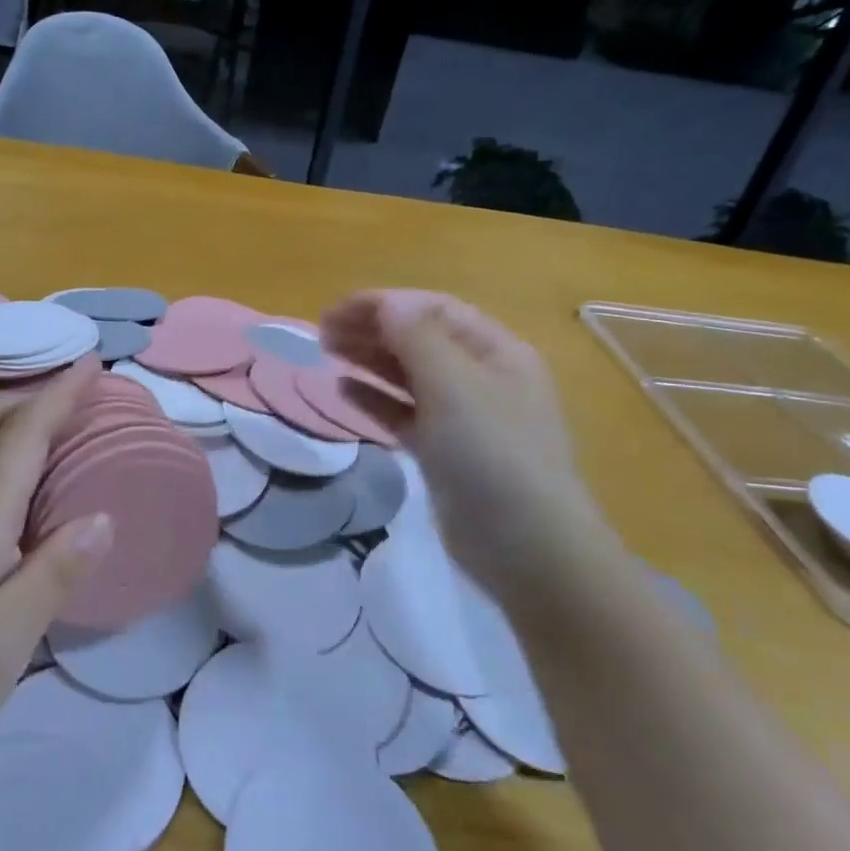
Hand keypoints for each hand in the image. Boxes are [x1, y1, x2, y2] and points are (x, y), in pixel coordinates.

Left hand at [0, 358, 113, 794]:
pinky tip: (23, 497)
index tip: (95, 362)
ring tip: (60, 435)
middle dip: (33, 397)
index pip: (24, 433)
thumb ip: (55, 574)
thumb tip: (103, 517)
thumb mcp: (2, 640)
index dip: (61, 393)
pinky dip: (3, 461)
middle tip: (80, 400)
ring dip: (15, 424)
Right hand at [320, 291, 606, 591]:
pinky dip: (375, 399)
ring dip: (369, 359)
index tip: (336, 310)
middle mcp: (481, 377)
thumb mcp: (456, 387)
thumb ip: (417, 339)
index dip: (384, 304)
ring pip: (409, 375)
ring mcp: (463, 417)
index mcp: (496, 351)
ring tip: (327, 350)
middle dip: (372, 328)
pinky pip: (404, 413)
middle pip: (419, 339)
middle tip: (322, 331)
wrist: (527, 548)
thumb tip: (386, 302)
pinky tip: (344, 390)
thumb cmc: (494, 455)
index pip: (433, 310)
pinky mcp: (444, 451)